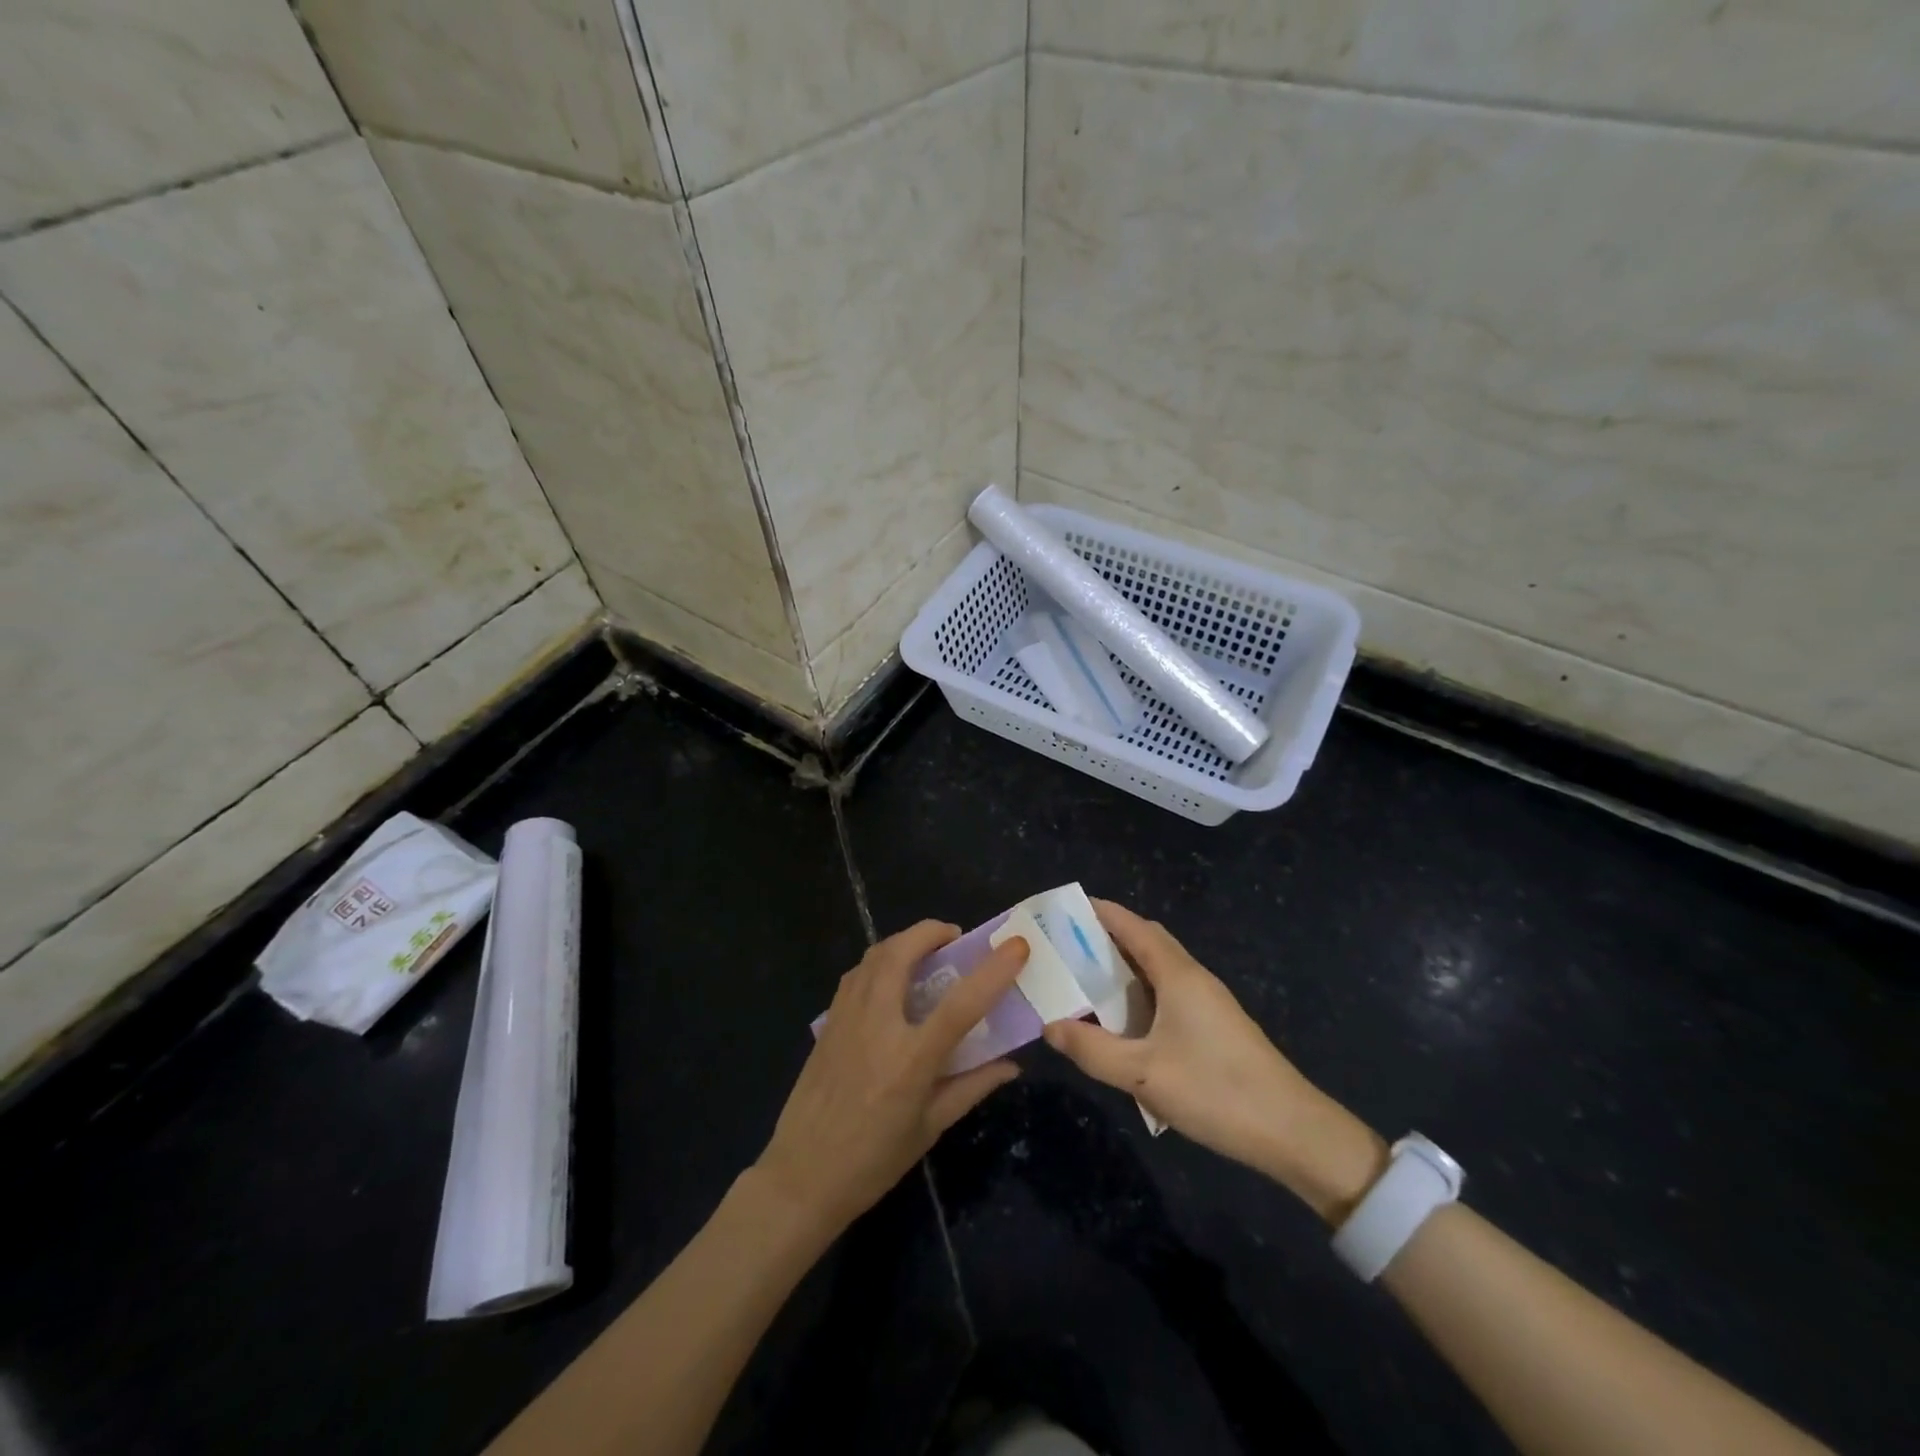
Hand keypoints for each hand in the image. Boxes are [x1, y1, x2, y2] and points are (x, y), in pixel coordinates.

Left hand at [756, 921, 1028, 1233]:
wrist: (801, 1177)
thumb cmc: (873, 1161)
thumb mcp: (930, 1128)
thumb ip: (972, 1087)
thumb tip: (1012, 1064)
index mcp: (910, 1059)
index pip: (961, 1004)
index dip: (993, 971)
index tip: (1017, 946)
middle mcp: (877, 1025)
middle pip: (902, 953)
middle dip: (932, 932)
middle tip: (956, 938)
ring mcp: (846, 1018)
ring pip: (875, 955)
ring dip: (905, 942)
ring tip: (926, 952)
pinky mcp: (828, 1021)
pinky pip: (856, 974)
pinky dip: (879, 961)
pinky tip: (891, 979)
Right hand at [1043, 900, 1387, 1222]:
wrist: (1293, 1132)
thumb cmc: (1215, 1091)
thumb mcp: (1143, 1074)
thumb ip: (1093, 1049)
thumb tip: (1050, 1026)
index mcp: (1178, 975)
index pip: (1135, 927)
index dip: (1102, 913)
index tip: (1067, 910)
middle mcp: (1195, 978)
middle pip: (1148, 942)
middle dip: (1109, 938)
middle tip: (1069, 949)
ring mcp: (1210, 1003)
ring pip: (1160, 970)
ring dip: (1126, 968)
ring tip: (1087, 982)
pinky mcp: (1217, 1027)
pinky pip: (1170, 993)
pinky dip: (1142, 993)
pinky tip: (1126, 1023)